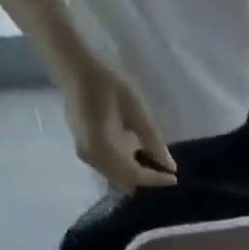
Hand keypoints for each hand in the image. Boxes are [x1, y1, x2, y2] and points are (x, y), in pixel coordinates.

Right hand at [59, 57, 176, 190]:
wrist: (74, 66)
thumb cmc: (106, 83)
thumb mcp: (135, 109)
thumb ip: (152, 140)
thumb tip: (169, 166)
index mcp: (103, 148)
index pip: (135, 175)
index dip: (156, 179)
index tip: (174, 178)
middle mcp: (93, 158)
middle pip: (126, 183)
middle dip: (146, 181)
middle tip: (164, 172)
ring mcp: (86, 156)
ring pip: (118, 179)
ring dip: (136, 175)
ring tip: (153, 164)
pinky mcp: (85, 151)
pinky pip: (110, 170)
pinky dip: (126, 168)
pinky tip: (137, 156)